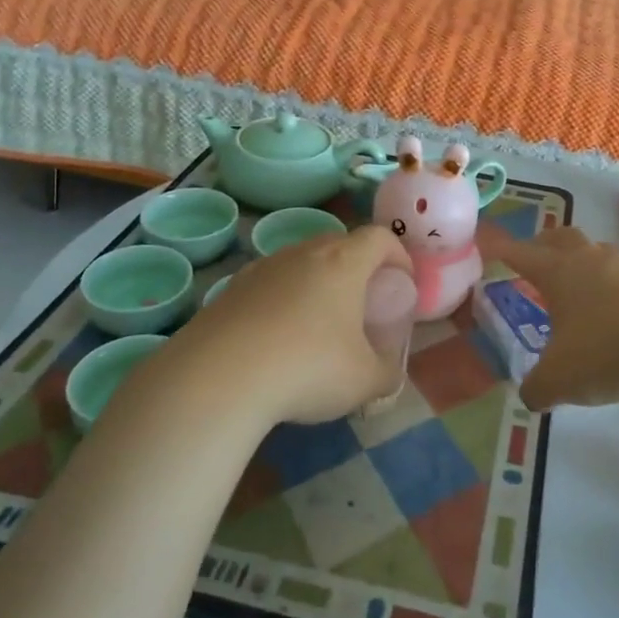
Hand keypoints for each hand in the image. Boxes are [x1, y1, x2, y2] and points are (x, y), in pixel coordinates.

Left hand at [171, 225, 413, 425]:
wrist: (218, 378)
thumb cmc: (307, 368)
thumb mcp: (365, 381)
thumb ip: (387, 372)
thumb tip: (388, 372)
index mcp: (343, 262)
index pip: (379, 237)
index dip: (397, 255)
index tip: (401, 283)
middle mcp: (302, 253)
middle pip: (338, 243)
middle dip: (356, 268)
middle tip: (361, 303)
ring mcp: (262, 268)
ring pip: (299, 263)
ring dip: (314, 284)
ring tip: (316, 323)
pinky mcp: (230, 289)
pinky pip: (268, 286)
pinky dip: (280, 301)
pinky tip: (275, 339)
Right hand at [477, 225, 618, 410]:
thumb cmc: (610, 349)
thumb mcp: (561, 380)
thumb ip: (537, 387)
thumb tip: (531, 393)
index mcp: (558, 273)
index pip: (520, 253)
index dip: (501, 250)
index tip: (487, 246)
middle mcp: (590, 260)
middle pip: (561, 238)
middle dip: (544, 245)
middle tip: (535, 257)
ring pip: (599, 253)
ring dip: (586, 263)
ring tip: (582, 284)